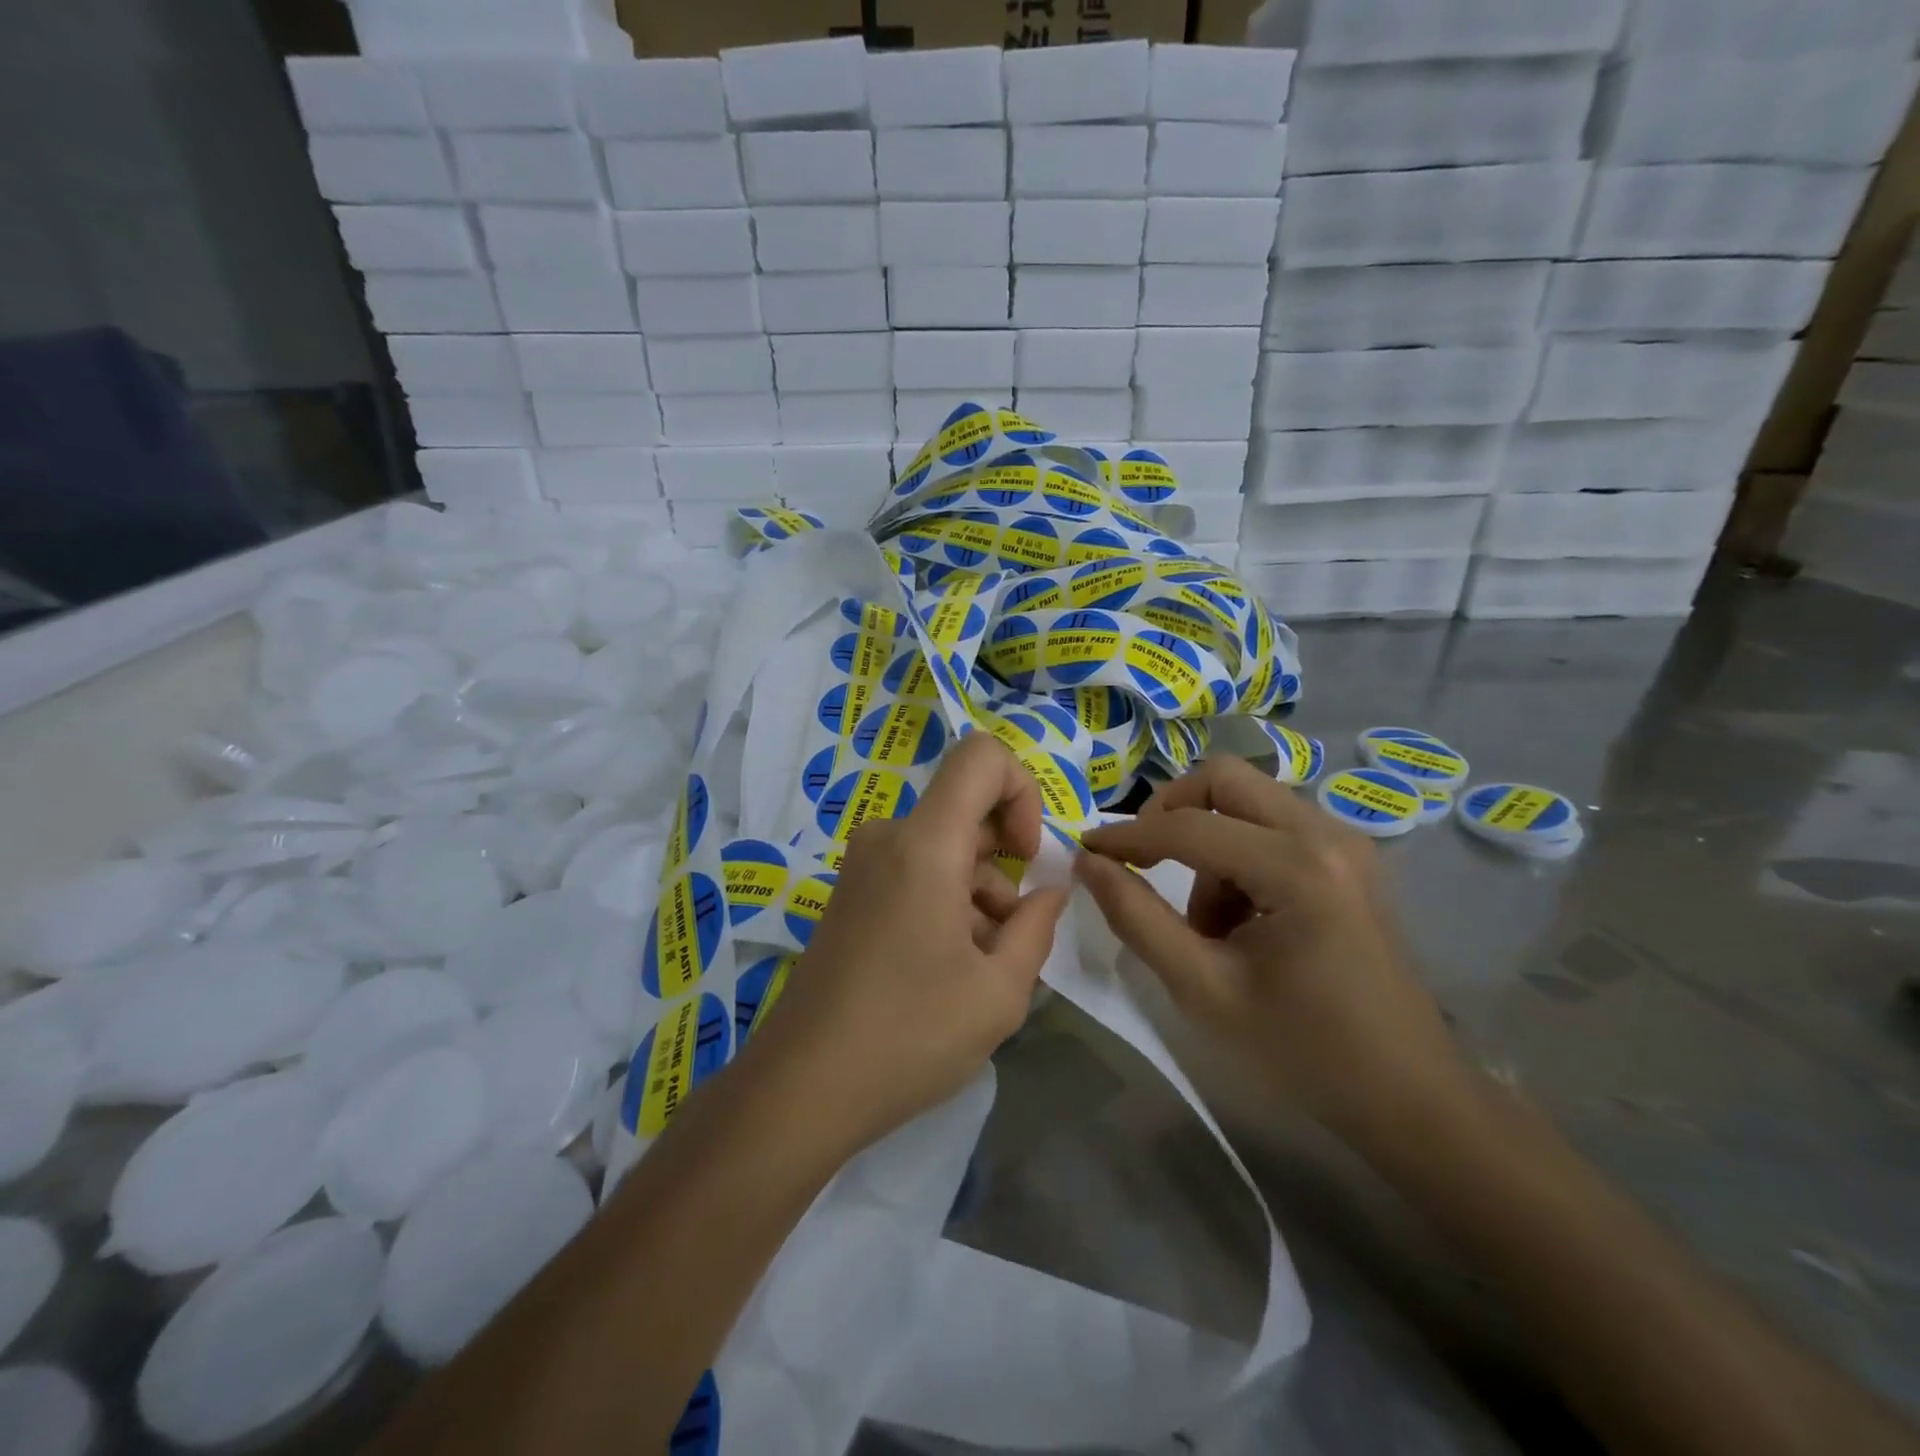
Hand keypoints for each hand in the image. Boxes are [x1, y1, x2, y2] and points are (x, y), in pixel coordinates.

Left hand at [751, 732, 1069, 1155]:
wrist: (803, 1088)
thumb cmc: (910, 1035)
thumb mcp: (1000, 991)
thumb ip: (1037, 926)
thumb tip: (1051, 890)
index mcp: (924, 844)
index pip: (981, 756)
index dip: (1022, 790)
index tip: (1027, 857)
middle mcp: (888, 838)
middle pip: (966, 809)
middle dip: (1005, 862)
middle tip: (1014, 934)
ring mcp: (863, 866)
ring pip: (945, 849)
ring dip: (979, 893)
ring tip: (985, 968)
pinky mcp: (851, 895)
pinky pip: (915, 872)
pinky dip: (946, 902)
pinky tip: (951, 969)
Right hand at [1077, 756, 1469, 1149]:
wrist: (1409, 1095)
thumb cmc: (1302, 1049)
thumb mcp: (1202, 988)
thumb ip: (1136, 917)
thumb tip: (1089, 862)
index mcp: (1297, 867)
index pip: (1188, 827)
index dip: (1126, 836)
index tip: (1084, 849)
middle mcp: (1326, 834)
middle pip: (1224, 778)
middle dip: (1170, 812)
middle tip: (1143, 862)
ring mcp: (1346, 841)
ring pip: (1247, 801)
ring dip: (1208, 844)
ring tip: (1208, 925)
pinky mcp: (1351, 858)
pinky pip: (1274, 826)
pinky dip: (1240, 856)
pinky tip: (1245, 921)